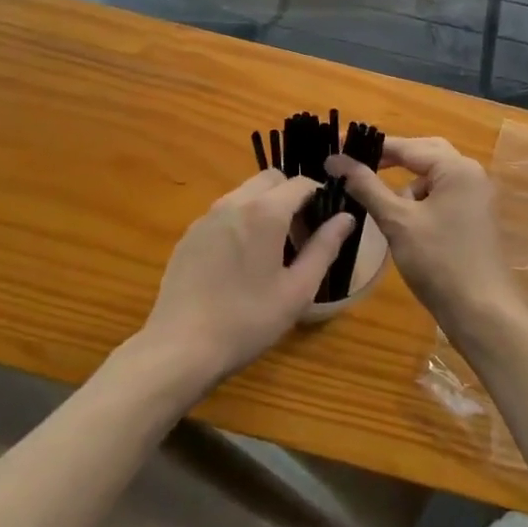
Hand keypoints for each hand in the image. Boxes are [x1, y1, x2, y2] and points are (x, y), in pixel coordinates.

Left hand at [139, 170, 353, 391]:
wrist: (181, 346)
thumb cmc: (248, 320)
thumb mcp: (297, 290)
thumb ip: (324, 248)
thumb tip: (345, 218)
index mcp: (264, 212)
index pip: (299, 182)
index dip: (318, 196)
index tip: (324, 223)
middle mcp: (234, 202)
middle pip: (270, 180)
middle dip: (290, 197)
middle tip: (298, 236)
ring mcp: (207, 217)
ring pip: (244, 194)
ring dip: (264, 208)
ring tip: (270, 251)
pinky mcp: (189, 234)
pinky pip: (223, 213)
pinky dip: (240, 222)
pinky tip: (239, 263)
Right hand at [327, 137, 514, 333]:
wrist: (482, 313)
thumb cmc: (438, 262)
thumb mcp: (397, 221)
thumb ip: (366, 186)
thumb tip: (335, 160)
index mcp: (456, 168)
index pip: (408, 146)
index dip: (373, 148)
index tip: (341, 149)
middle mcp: (470, 174)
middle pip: (424, 154)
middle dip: (393, 161)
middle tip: (360, 169)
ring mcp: (476, 197)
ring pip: (433, 177)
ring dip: (407, 185)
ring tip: (383, 206)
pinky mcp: (475, 217)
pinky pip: (442, 195)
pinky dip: (420, 201)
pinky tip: (404, 223)